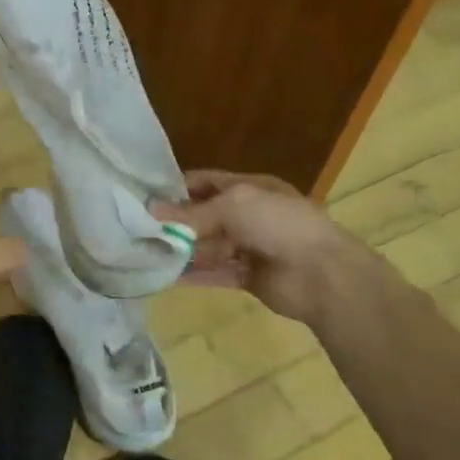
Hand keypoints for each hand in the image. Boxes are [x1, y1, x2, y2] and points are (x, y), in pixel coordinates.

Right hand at [157, 169, 374, 322]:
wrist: (322, 274)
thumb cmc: (279, 224)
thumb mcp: (234, 205)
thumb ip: (193, 213)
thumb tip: (152, 213)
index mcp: (250, 188)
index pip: (206, 182)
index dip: (176, 187)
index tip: (144, 196)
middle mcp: (248, 215)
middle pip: (204, 216)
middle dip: (174, 221)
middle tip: (136, 228)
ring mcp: (249, 247)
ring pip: (207, 246)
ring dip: (180, 249)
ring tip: (144, 253)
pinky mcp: (247, 277)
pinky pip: (214, 273)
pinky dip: (191, 275)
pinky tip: (163, 276)